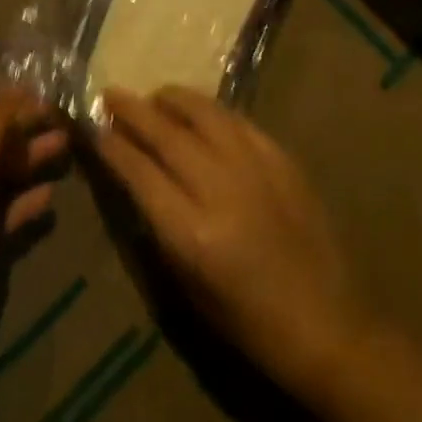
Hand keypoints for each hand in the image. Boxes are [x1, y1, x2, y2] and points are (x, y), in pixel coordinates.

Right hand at [95, 86, 369, 402]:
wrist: (329, 327)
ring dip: (171, 99)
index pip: (138, 171)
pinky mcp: (281, 159)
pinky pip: (237, 120)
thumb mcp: (188, 286)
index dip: (111, 145)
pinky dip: (210, 111)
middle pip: (165, 133)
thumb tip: (131, 175)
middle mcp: (220, 189)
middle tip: (110, 94)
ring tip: (154, 96)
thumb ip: (156, 224)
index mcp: (192, 233)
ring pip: (203, 113)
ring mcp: (254, 168)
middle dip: (132, 110)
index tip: (91, 126)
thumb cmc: (248, 323)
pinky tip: (199, 112)